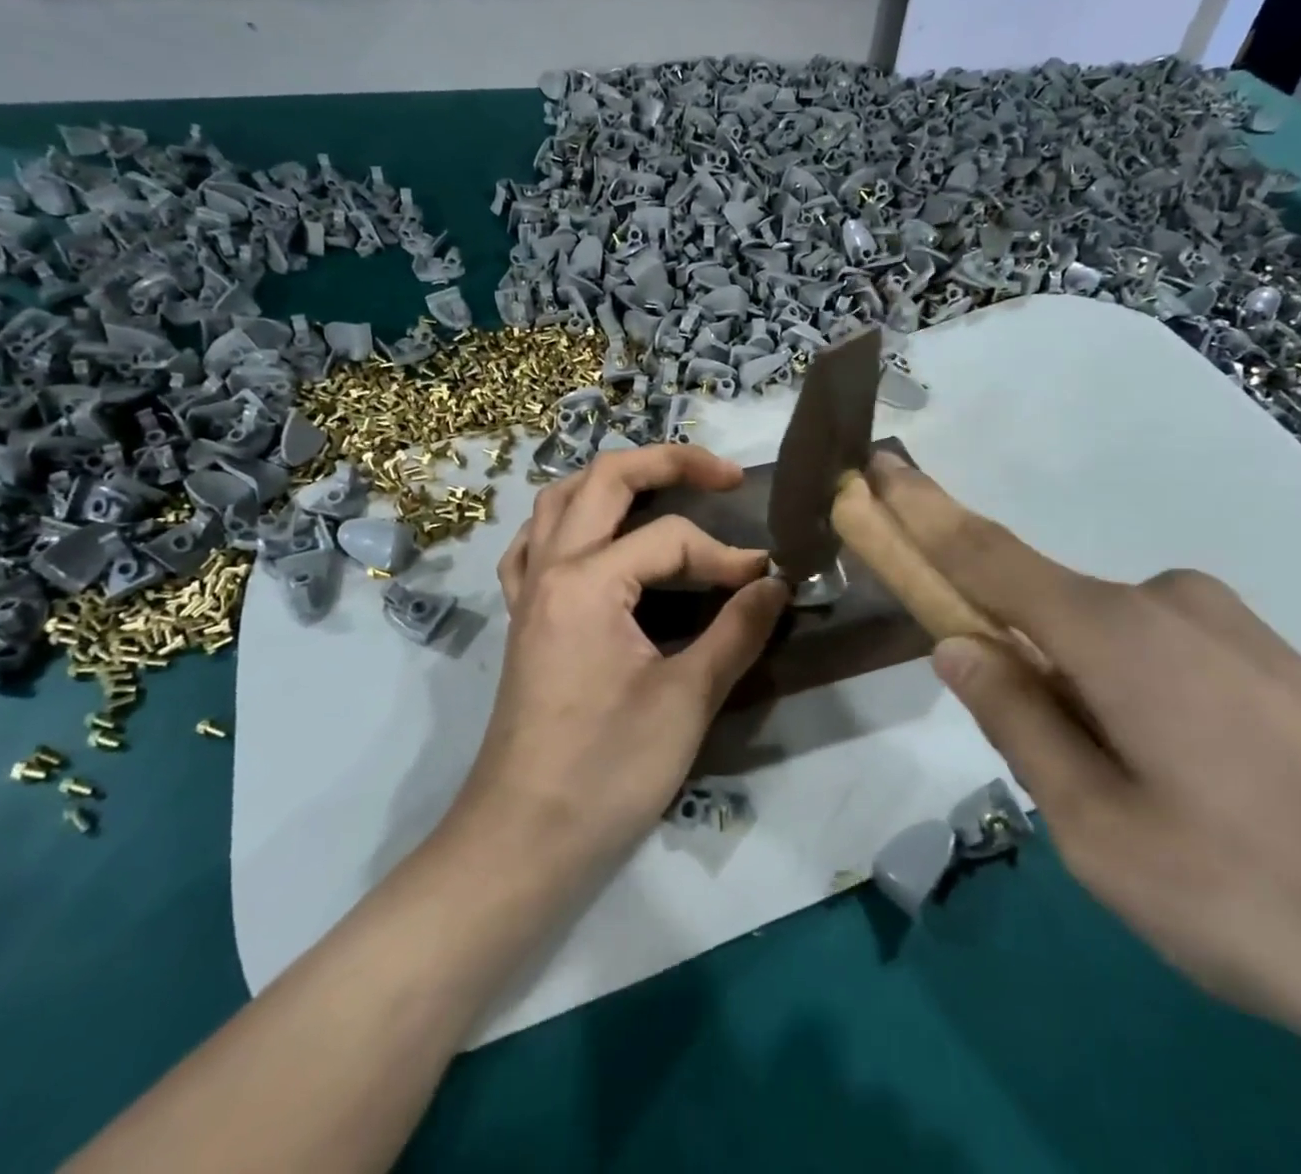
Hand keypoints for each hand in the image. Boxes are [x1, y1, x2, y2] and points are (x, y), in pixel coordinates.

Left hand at [456, 445, 788, 875]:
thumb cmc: (607, 771)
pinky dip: (569, 522)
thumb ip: (737, 632)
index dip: (726, 555)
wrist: (523, 838)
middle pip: (604, 479)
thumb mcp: (686, 700)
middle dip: (668, 461)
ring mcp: (528, 589)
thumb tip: (776, 584)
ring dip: (612, 481)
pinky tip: (596, 539)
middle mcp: (550, 568)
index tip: (767, 581)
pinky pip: (536, 542)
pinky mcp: (523, 616)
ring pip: (561, 499)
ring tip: (661, 488)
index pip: (671, 539)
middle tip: (722, 474)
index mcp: (588, 581)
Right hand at [865, 453, 1300, 1056]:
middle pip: (1041, 602)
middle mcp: (1163, 602)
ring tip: (1127, 802)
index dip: (920, 510)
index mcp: (1111, 634)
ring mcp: (1226, 626)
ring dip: (1073, 690)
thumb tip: (956, 646)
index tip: (876, 467)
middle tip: (1041, 756)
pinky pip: (1156, 656)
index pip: (984, 553)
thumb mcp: (1101, 831)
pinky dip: (1125, 696)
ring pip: (1103, 639)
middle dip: (1008, 650)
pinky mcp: (1271, 661)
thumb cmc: (1263, 896)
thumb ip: (1019, 723)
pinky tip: (1180, 782)